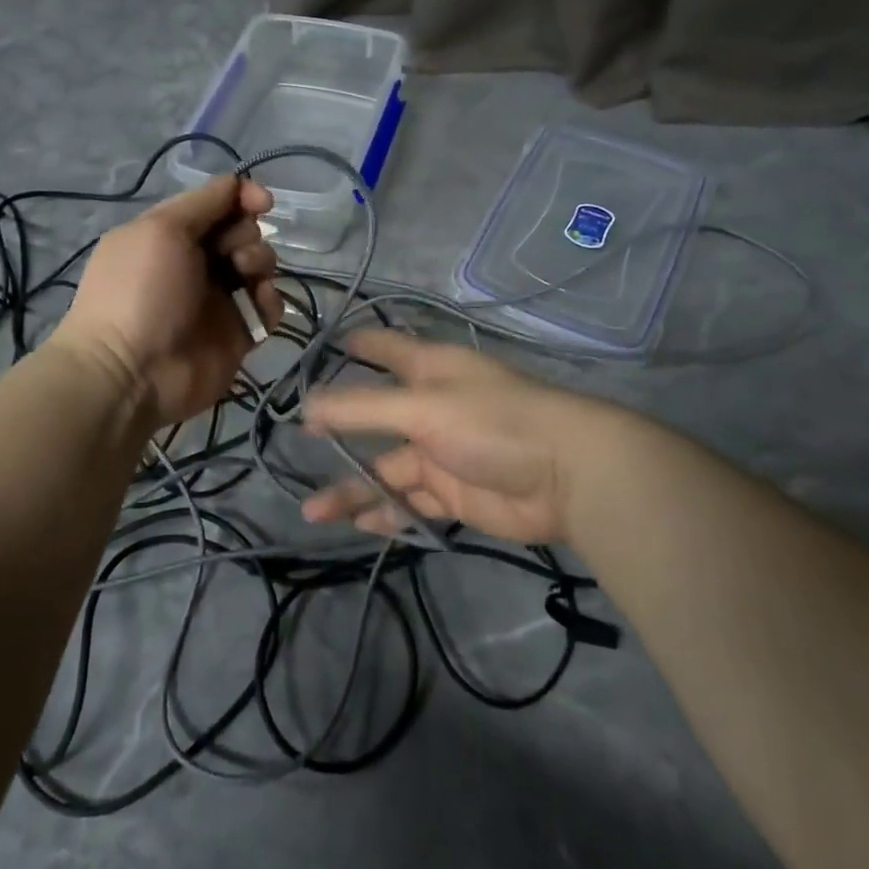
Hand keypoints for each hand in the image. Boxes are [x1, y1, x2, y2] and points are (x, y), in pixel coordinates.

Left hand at [52, 174, 282, 428]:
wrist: (132, 372)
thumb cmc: (142, 291)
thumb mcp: (162, 229)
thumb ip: (204, 202)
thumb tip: (241, 184)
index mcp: (171, 234)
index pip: (217, 204)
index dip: (243, 197)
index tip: (262, 203)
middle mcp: (196, 262)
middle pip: (243, 232)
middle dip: (246, 234)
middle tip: (232, 254)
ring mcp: (218, 299)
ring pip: (259, 266)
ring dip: (261, 263)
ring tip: (246, 279)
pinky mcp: (238, 332)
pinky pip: (268, 307)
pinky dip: (269, 301)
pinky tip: (257, 306)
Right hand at [300, 329, 629, 545]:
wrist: (569, 477)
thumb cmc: (493, 422)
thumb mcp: (422, 408)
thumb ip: (363, 408)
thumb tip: (307, 407)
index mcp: (430, 372)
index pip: (388, 349)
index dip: (360, 344)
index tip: (326, 344)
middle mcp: (432, 408)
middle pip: (377, 418)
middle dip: (339, 431)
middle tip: (299, 445)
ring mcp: (443, 454)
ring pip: (388, 471)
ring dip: (355, 490)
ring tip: (313, 513)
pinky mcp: (455, 494)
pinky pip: (412, 503)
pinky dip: (388, 514)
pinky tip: (359, 525)